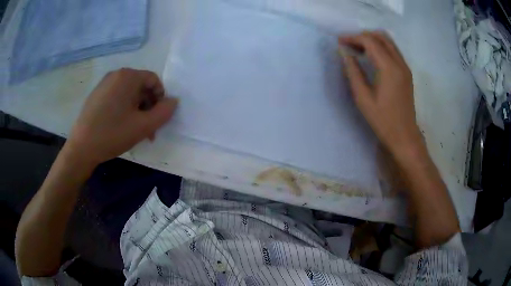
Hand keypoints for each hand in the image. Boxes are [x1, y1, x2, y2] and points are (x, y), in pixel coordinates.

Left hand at [65, 68, 177, 166]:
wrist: (81, 148)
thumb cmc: (113, 134)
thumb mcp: (143, 126)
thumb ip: (164, 112)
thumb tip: (174, 101)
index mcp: (128, 77)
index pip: (153, 80)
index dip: (160, 98)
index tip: (157, 118)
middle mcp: (116, 75)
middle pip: (141, 86)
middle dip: (148, 106)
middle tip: (148, 128)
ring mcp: (104, 84)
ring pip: (129, 93)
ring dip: (137, 110)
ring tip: (135, 130)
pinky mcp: (96, 95)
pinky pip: (117, 97)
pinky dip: (124, 108)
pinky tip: (120, 126)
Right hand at [339, 32, 422, 159]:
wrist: (404, 135)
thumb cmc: (382, 120)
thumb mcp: (363, 98)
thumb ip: (353, 71)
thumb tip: (344, 53)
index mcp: (389, 68)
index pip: (370, 41)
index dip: (353, 38)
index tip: (339, 41)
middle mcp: (399, 63)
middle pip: (381, 36)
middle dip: (362, 36)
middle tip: (348, 44)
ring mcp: (405, 67)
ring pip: (388, 41)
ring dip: (372, 40)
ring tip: (358, 49)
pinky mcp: (406, 72)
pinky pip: (393, 50)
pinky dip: (380, 47)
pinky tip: (371, 57)